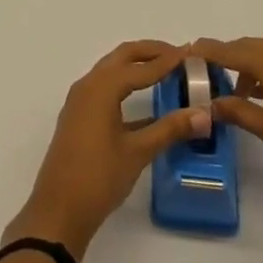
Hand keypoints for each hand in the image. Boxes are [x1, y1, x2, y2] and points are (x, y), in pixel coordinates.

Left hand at [5, 40, 210, 260]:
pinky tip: (147, 103)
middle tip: (179, 55)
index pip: (140, 66)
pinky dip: (126, 85)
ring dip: (137, 66)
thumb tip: (204, 114)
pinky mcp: (79, 116)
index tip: (191, 53)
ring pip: (112, 71)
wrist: (58, 211)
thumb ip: (170, 129)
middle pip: (122, 57)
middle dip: (150, 52)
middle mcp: (88, 85)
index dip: (167, 60)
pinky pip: (105, 88)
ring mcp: (80, 101)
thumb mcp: (138, 152)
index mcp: (101, 88)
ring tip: (165, 71)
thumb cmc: (98, 177)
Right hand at [195, 36, 262, 213]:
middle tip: (200, 77)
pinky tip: (255, 97)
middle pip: (245, 48)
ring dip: (244, 69)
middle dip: (223, 60)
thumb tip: (210, 104)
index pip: (228, 50)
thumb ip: (237, 111)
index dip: (205, 52)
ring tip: (227, 93)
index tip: (182, 54)